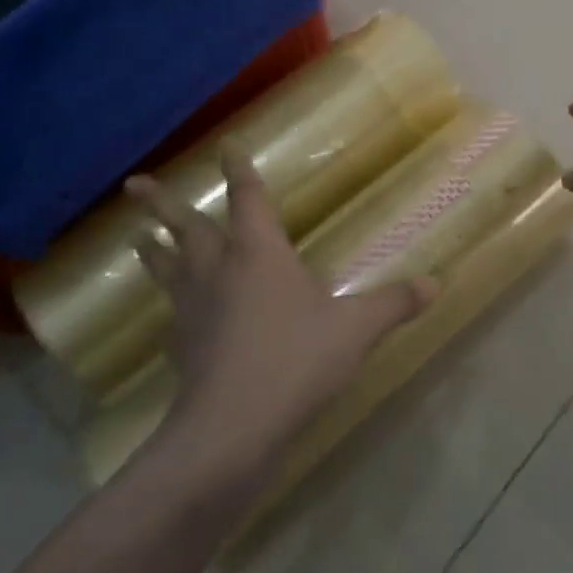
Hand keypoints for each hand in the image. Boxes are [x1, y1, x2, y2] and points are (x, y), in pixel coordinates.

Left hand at [126, 149, 432, 488]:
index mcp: (259, 252)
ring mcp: (193, 308)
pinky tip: (172, 313)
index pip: (248, 198)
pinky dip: (169, 302)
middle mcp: (219, 270)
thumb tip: (437, 283)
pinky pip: (172, 312)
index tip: (224, 144)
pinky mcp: (181, 346)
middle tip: (135, 184)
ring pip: (167, 267)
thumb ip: (394, 303)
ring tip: (135, 237)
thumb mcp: (356, 329)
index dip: (238, 170)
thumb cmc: (295, 360)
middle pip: (186, 228)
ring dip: (152, 249)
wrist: (231, 427)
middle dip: (162, 204)